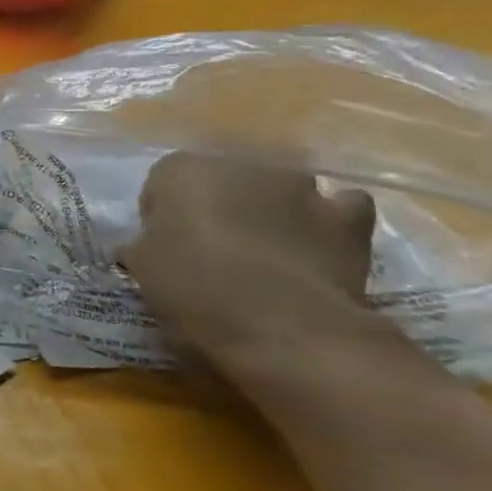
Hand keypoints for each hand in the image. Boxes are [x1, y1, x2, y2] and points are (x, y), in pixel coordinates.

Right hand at [119, 152, 376, 373]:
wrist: (281, 326)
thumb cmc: (193, 287)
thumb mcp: (143, 268)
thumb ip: (143, 247)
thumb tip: (143, 247)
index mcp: (181, 170)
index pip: (163, 184)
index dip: (163, 216)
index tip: (164, 249)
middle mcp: (240, 164)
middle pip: (223, 182)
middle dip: (219, 208)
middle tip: (213, 254)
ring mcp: (300, 188)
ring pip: (278, 191)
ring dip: (272, 212)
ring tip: (267, 257)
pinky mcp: (348, 219)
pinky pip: (339, 209)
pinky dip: (329, 223)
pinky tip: (318, 249)